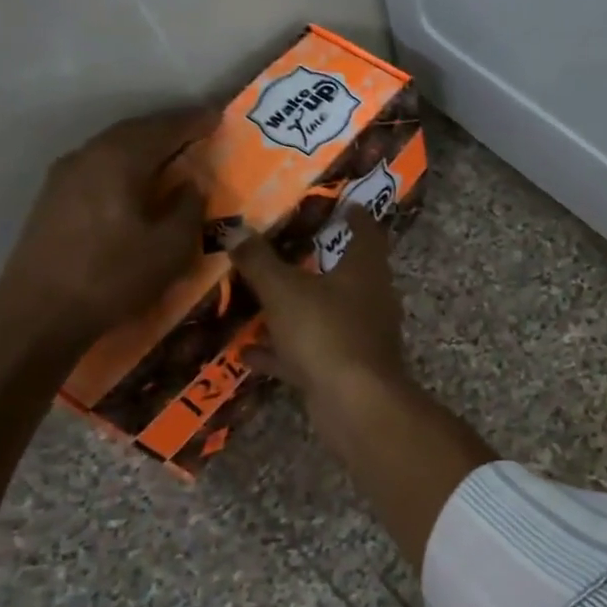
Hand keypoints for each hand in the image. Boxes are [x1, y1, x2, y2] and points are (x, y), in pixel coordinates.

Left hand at [0, 105, 220, 346]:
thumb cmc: (115, 276)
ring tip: (175, 152)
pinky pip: (100, 165)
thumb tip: (191, 184)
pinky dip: (127, 162)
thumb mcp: (171, 247)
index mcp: (119, 161)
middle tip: (201, 129)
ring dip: (146, 145)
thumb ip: (187, 208)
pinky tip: (141, 179)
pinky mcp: (55, 198)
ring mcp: (65, 176)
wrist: (40, 312)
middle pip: (134, 131)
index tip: (220, 115)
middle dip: (169, 128)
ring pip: (114, 146)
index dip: (194, 121)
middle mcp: (88, 156)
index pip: (164, 128)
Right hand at [229, 207, 409, 406]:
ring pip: (325, 315)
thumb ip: (259, 261)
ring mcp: (360, 337)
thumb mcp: (283, 290)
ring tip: (259, 298)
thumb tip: (236, 230)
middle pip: (346, 273)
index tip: (342, 203)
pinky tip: (248, 352)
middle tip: (286, 247)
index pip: (367, 232)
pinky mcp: (346, 370)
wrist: (354, 403)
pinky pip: (310, 352)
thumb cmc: (326, 331)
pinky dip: (283, 351)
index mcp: (366, 270)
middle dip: (318, 262)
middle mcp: (370, 300)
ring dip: (295, 309)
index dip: (355, 215)